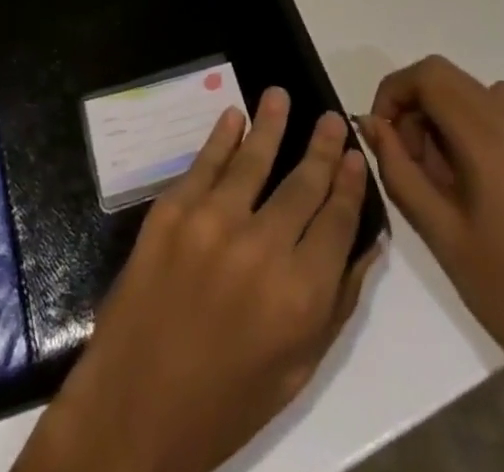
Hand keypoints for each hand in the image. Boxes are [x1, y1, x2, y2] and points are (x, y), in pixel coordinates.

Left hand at [15, 87, 380, 471]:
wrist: (136, 407)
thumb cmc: (226, 400)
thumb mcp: (297, 368)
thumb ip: (335, 302)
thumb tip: (366, 244)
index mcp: (300, 294)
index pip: (337, 221)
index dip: (350, 185)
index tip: (356, 156)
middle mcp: (262, 248)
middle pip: (302, 184)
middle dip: (321, 148)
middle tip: (331, 118)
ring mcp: (212, 223)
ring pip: (253, 160)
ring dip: (271, 124)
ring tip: (280, 94)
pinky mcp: (172, 211)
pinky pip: (204, 164)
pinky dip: (221, 137)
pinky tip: (234, 116)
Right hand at [359, 58, 503, 403]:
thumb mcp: (438, 232)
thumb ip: (398, 168)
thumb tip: (371, 123)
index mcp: (488, 139)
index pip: (428, 76)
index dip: (393, 92)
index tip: (381, 132)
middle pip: (448, 76)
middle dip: (414, 103)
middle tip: (407, 157)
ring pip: (472, 90)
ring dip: (442, 111)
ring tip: (438, 169)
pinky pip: (500, 110)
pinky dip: (472, 121)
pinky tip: (473, 174)